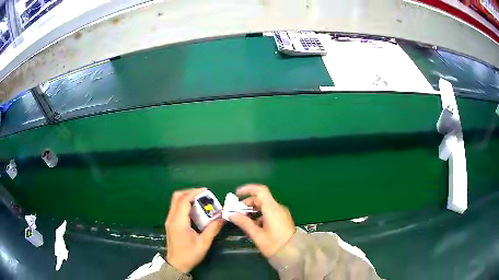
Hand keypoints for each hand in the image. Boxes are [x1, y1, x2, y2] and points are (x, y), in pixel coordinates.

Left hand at [165, 188, 224, 272]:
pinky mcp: (170, 223)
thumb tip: (222, 217)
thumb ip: (212, 229)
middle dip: (190, 192)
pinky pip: (176, 208)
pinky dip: (185, 204)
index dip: (194, 193)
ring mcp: (169, 220)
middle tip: (203, 194)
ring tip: (201, 201)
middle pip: (177, 197)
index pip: (184, 200)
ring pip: (175, 202)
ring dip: (187, 198)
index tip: (206, 191)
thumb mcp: (204, 243)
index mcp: (179, 222)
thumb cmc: (189, 255)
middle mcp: (171, 218)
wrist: (176, 265)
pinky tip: (195, 210)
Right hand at [229, 184, 295, 257]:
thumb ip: (244, 223)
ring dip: (252, 210)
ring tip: (242, 219)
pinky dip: (259, 215)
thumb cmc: (274, 244)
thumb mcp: (257, 235)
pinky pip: (268, 212)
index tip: (236, 194)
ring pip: (264, 206)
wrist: (293, 253)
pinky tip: (252, 225)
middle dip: (247, 203)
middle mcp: (277, 208)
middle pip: (260, 199)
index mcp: (272, 209)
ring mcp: (281, 213)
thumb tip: (232, 215)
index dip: (248, 189)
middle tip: (236, 212)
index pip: (260, 191)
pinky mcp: (282, 218)